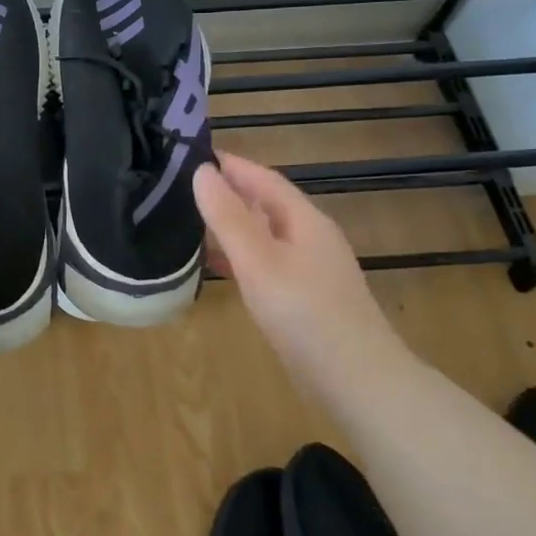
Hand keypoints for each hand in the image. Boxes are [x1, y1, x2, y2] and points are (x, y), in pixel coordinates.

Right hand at [193, 153, 408, 388]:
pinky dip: (238, 256)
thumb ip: (228, 217)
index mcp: (304, 219)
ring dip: (229, 225)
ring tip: (186, 222)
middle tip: (178, 187)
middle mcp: (310, 237)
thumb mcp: (259, 261)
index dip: (229, 164)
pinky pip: (265, 262)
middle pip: (263, 204)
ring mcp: (310, 269)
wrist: (358, 382)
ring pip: (263, 234)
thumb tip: (201, 171)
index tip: (188, 153)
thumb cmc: (305, 314)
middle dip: (225, 192)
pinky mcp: (304, 298)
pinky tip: (214, 266)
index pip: (262, 178)